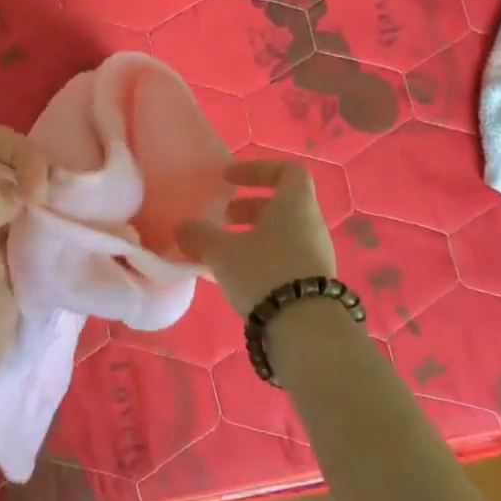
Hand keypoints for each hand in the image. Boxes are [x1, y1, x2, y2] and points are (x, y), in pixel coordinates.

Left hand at [0, 126, 46, 490]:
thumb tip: (24, 186)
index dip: (20, 155)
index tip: (39, 195)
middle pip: (9, 169)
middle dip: (41, 180)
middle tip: (63, 214)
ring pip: (25, 204)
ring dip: (51, 210)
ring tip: (72, 231)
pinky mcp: (1, 276)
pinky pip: (31, 239)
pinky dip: (52, 238)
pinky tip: (69, 252)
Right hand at [179, 160, 336, 314]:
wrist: (305, 329)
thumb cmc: (263, 272)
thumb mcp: (222, 251)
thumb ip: (199, 234)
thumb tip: (184, 228)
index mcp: (295, 204)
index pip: (286, 171)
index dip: (256, 170)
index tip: (229, 180)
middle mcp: (311, 224)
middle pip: (280, 205)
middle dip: (246, 209)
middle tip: (219, 220)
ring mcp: (316, 255)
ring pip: (281, 234)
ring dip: (251, 237)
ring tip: (221, 253)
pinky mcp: (313, 282)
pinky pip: (284, 259)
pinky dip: (260, 259)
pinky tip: (234, 277)